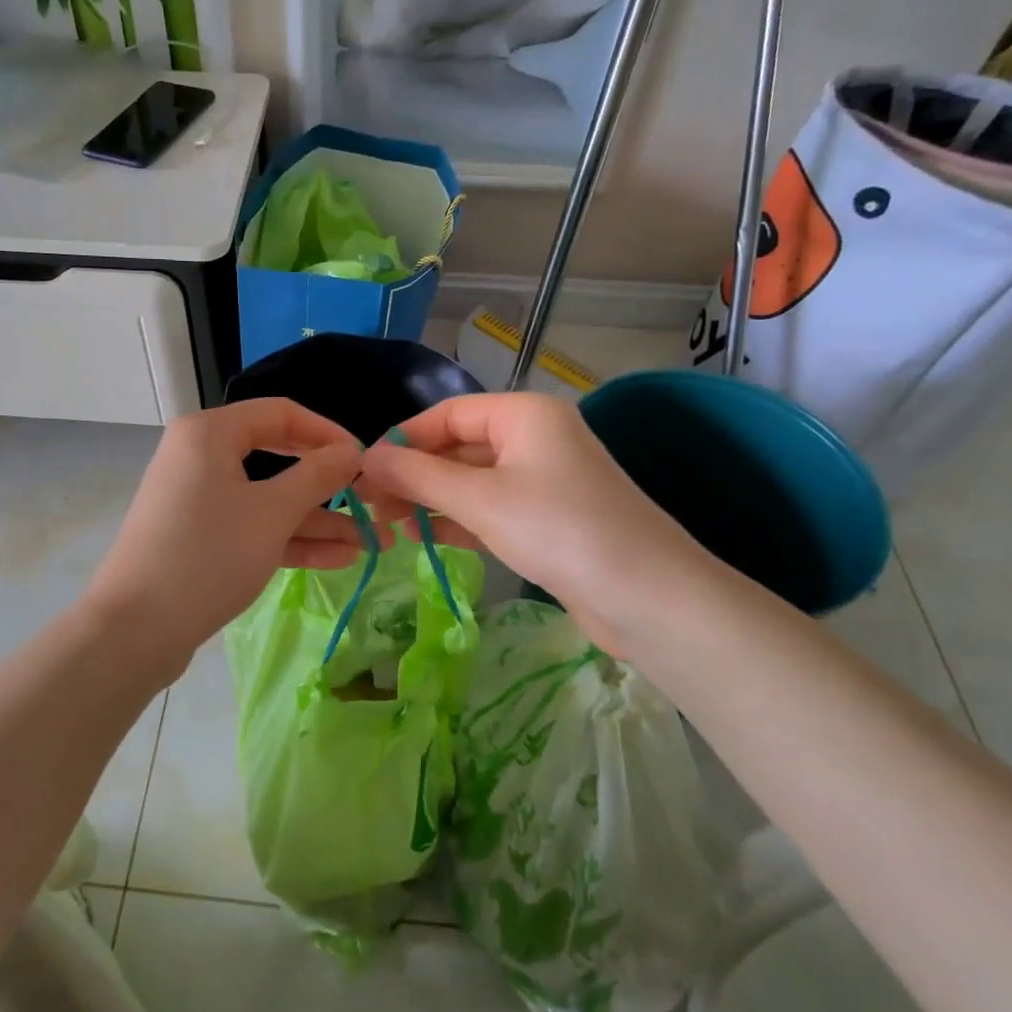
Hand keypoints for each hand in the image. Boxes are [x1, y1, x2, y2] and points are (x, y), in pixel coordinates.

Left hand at [83, 399, 365, 673]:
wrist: (135, 630)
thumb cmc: (208, 555)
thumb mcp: (272, 512)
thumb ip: (317, 476)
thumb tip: (352, 452)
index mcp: (210, 433)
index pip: (281, 414)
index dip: (327, 433)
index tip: (365, 460)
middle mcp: (201, 456)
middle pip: (277, 458)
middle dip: (327, 486)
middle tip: (370, 503)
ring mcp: (199, 499)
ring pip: (268, 498)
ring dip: (317, 520)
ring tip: (371, 542)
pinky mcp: (200, 537)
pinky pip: (252, 526)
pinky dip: (289, 539)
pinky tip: (338, 558)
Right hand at [357, 393, 719, 656]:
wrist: (648, 597)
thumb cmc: (559, 530)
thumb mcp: (480, 499)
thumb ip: (418, 476)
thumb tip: (366, 458)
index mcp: (524, 414)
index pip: (447, 414)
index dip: (402, 440)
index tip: (363, 471)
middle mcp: (534, 438)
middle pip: (458, 447)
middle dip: (412, 474)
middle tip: (367, 505)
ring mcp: (543, 480)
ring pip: (472, 481)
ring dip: (430, 499)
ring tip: (386, 524)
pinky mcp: (548, 520)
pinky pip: (490, 509)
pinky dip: (457, 520)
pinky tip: (423, 538)